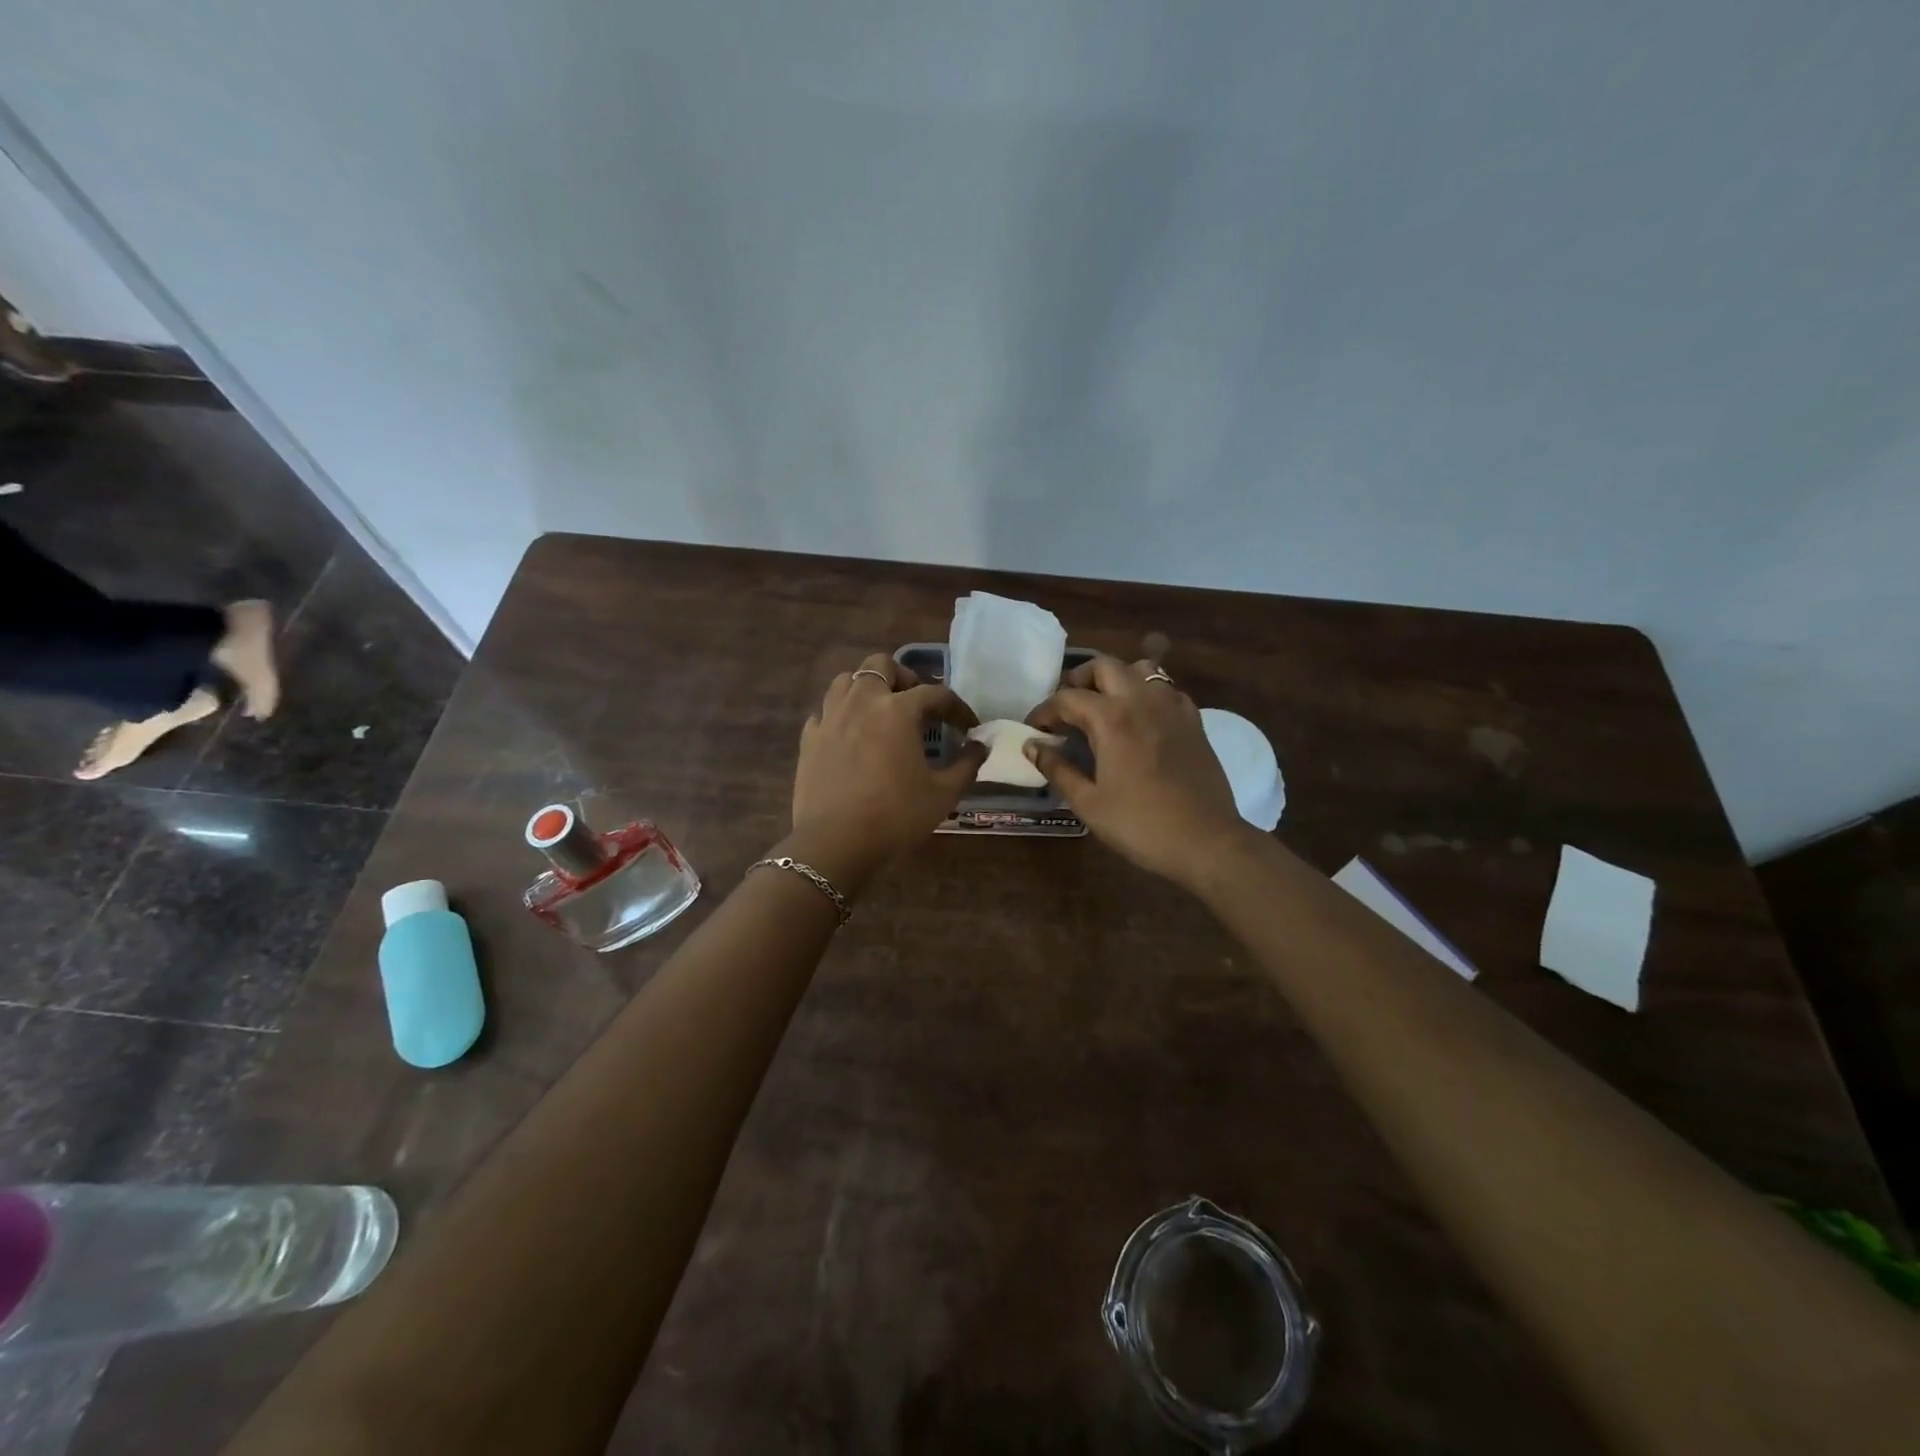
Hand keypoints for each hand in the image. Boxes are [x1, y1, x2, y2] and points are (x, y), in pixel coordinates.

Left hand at [789, 654, 984, 888]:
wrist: (835, 844)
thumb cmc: (896, 816)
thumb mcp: (944, 794)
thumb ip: (967, 764)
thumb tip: (980, 746)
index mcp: (897, 710)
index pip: (935, 693)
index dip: (957, 708)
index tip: (968, 727)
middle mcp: (861, 702)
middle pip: (881, 665)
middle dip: (903, 678)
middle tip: (917, 706)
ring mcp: (830, 718)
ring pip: (846, 681)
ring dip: (868, 689)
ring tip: (881, 713)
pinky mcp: (809, 739)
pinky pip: (825, 712)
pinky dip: (841, 716)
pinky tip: (850, 737)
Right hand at [1027, 655, 1248, 885]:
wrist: (1206, 841)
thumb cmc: (1140, 825)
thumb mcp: (1089, 803)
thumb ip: (1058, 769)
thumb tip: (1032, 746)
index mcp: (1111, 718)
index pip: (1067, 698)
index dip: (1044, 711)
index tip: (1033, 729)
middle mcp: (1141, 700)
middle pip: (1104, 666)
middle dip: (1079, 680)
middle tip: (1067, 708)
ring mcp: (1172, 707)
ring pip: (1141, 669)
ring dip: (1117, 678)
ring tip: (1105, 705)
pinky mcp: (1194, 721)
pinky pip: (1166, 689)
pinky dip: (1147, 693)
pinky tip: (1140, 719)